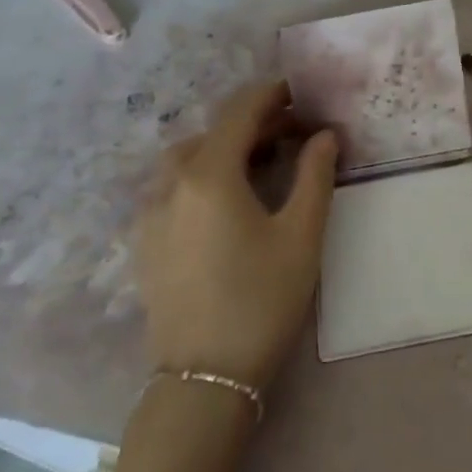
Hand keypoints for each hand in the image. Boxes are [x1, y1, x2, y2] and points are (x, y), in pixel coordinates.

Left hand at [133, 81, 337, 391]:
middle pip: (212, 132)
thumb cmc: (262, 299)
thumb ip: (316, 175)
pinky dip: (203, 175)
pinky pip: (174, 187)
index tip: (300, 92)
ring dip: (225, 148)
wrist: (205, 378)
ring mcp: (150, 213)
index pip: (240, 112)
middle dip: (254, 124)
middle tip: (294, 132)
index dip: (272, 95)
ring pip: (188, 159)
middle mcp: (171, 183)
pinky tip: (229, 200)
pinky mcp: (145, 241)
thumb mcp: (302, 235)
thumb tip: (326, 135)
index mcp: (208, 175)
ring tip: (262, 163)